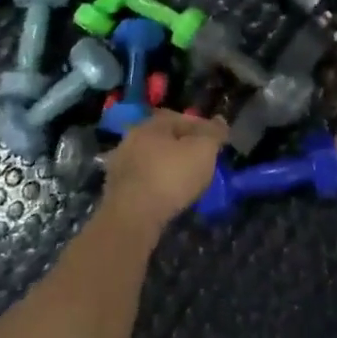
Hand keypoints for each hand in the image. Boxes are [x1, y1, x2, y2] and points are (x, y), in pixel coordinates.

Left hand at [101, 111, 227, 237]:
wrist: (132, 218)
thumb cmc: (171, 177)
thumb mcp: (203, 150)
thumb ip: (213, 133)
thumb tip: (220, 121)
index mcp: (151, 124)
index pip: (183, 119)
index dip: (204, 128)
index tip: (218, 142)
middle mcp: (131, 139)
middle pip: (165, 139)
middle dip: (184, 147)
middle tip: (203, 160)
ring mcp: (120, 165)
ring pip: (153, 160)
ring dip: (170, 166)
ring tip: (188, 180)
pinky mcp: (116, 190)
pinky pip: (145, 180)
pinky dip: (158, 184)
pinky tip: (170, 195)